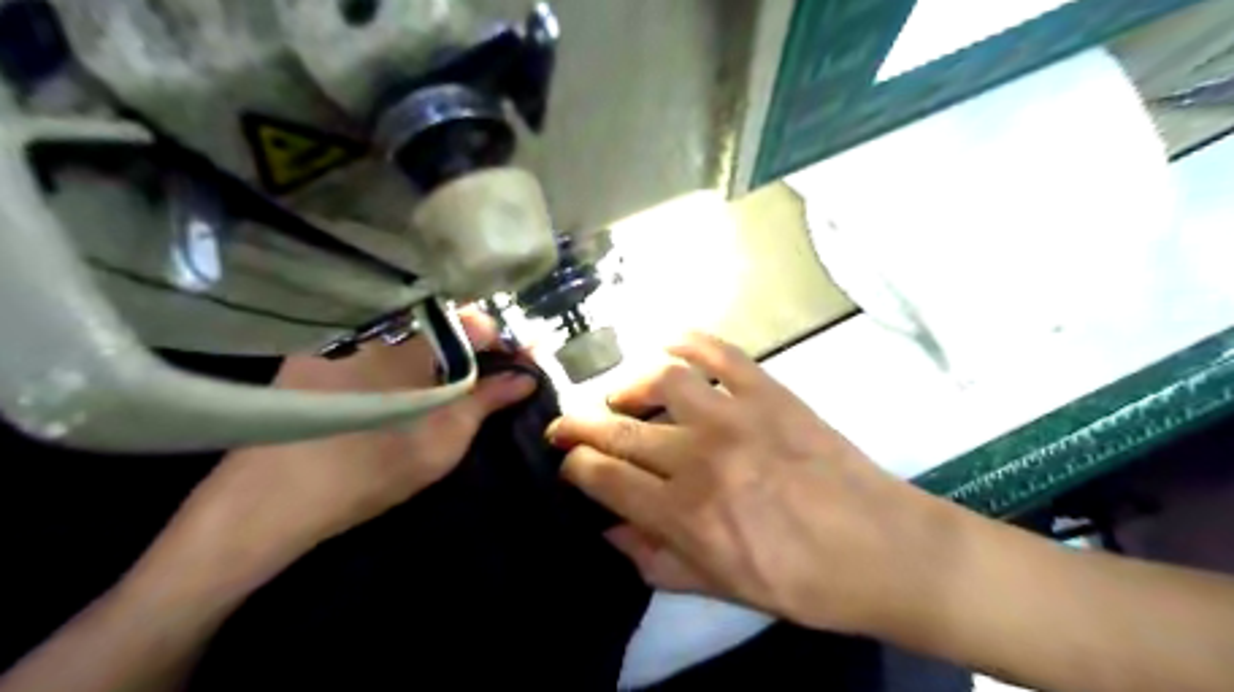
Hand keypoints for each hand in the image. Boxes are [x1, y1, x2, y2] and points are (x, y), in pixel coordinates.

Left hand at [166, 312, 531, 581]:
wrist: (270, 499)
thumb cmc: (371, 466)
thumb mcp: (445, 436)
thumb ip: (488, 399)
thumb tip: (526, 377)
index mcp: (415, 337)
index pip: (476, 322)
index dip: (506, 341)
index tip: (524, 362)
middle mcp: (380, 323)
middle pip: (444, 319)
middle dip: (477, 343)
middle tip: (497, 372)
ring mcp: (345, 333)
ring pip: (412, 328)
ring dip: (443, 347)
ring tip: (461, 376)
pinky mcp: (319, 349)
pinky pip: (379, 338)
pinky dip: (407, 352)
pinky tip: (410, 377)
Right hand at [554, 332, 946, 634]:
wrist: (883, 550)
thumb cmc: (802, 581)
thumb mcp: (721, 589)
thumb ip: (656, 560)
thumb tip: (609, 531)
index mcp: (685, 514)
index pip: (604, 477)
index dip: (575, 466)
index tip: (568, 462)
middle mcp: (699, 458)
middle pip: (619, 429)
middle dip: (579, 424)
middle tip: (565, 423)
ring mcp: (736, 416)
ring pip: (660, 379)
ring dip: (628, 383)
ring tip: (623, 395)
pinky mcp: (769, 392)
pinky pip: (718, 351)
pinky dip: (687, 339)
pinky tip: (668, 345)